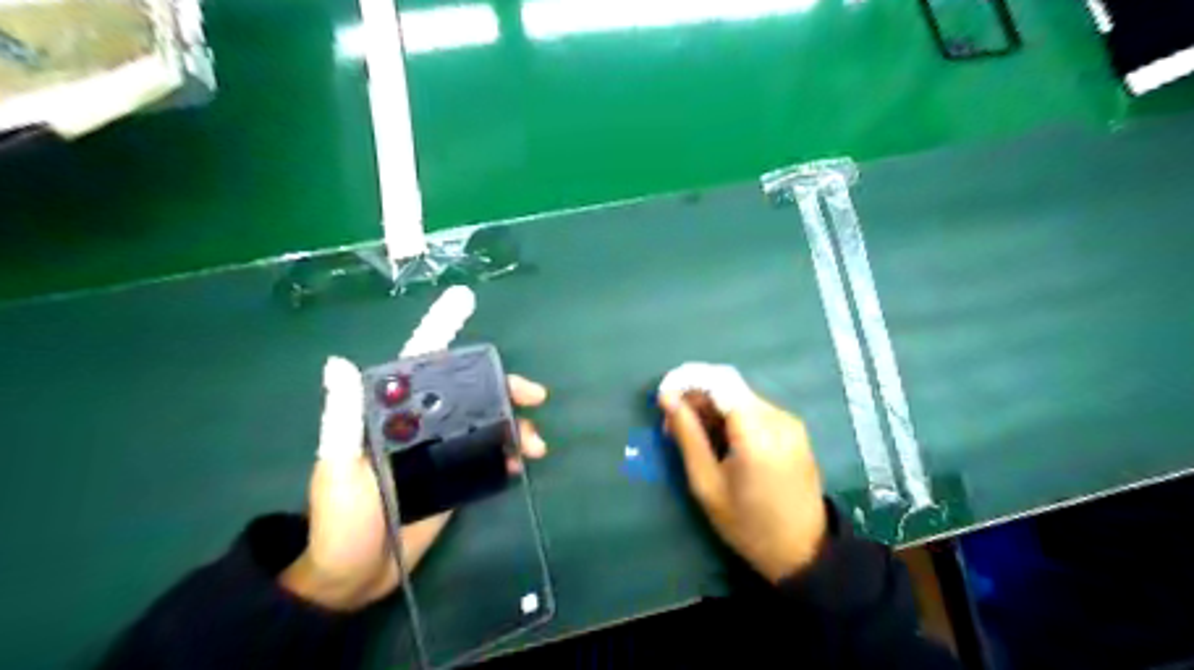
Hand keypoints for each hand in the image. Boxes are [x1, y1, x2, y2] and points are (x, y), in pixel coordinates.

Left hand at [282, 359, 545, 608]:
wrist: (353, 578)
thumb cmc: (340, 521)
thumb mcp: (338, 468)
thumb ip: (344, 418)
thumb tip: (338, 362)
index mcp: (393, 418)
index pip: (434, 378)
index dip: (468, 366)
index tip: (497, 366)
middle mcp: (421, 430)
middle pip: (470, 399)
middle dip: (506, 393)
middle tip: (535, 397)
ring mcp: (442, 455)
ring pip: (485, 427)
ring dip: (514, 427)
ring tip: (535, 445)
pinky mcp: (456, 481)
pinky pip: (487, 460)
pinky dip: (508, 456)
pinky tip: (521, 464)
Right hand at [657, 385, 826, 582]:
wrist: (803, 553)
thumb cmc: (748, 525)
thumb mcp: (707, 484)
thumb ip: (688, 436)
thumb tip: (668, 398)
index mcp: (757, 432)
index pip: (719, 382)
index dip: (688, 382)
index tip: (663, 398)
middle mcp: (778, 417)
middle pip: (729, 388)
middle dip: (696, 398)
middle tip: (672, 426)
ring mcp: (789, 422)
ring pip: (740, 398)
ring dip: (712, 408)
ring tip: (692, 437)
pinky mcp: (794, 430)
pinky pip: (755, 410)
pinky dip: (731, 417)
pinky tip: (719, 440)